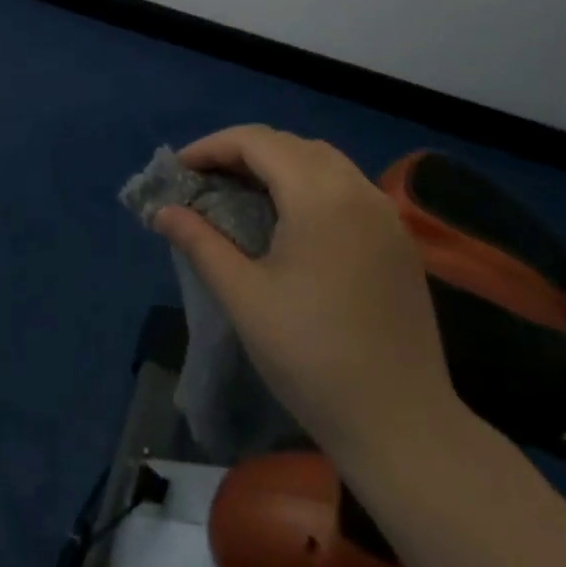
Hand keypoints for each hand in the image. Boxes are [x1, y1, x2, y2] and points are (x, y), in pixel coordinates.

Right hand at [154, 125, 462, 467]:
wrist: (402, 425)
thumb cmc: (312, 356)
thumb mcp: (243, 296)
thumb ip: (200, 242)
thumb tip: (163, 212)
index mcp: (319, 195)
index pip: (257, 142)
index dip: (212, 147)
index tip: (180, 170)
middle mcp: (357, 189)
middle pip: (290, 144)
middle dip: (242, 152)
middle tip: (204, 181)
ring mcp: (385, 214)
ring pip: (322, 162)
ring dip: (278, 165)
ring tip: (241, 193)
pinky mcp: (398, 241)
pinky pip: (347, 188)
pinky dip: (309, 185)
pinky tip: (290, 220)